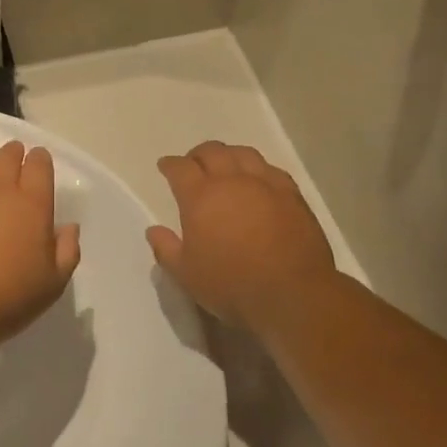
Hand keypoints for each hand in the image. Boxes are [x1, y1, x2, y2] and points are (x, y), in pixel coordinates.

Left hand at [0, 134, 80, 347]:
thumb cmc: (8, 297)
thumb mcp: (53, 283)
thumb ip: (67, 251)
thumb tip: (68, 227)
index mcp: (32, 204)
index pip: (39, 166)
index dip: (40, 159)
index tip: (38, 159)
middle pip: (7, 157)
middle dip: (13, 151)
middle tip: (13, 151)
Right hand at [148, 142, 339, 334]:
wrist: (292, 295)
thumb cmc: (232, 286)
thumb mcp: (186, 275)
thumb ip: (166, 249)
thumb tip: (154, 230)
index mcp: (201, 197)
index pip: (180, 168)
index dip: (170, 165)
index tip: (165, 166)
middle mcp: (232, 181)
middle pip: (212, 152)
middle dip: (198, 155)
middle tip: (193, 164)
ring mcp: (265, 184)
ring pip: (243, 154)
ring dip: (229, 155)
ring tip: (226, 165)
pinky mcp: (292, 195)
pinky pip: (271, 169)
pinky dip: (258, 169)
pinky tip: (258, 180)